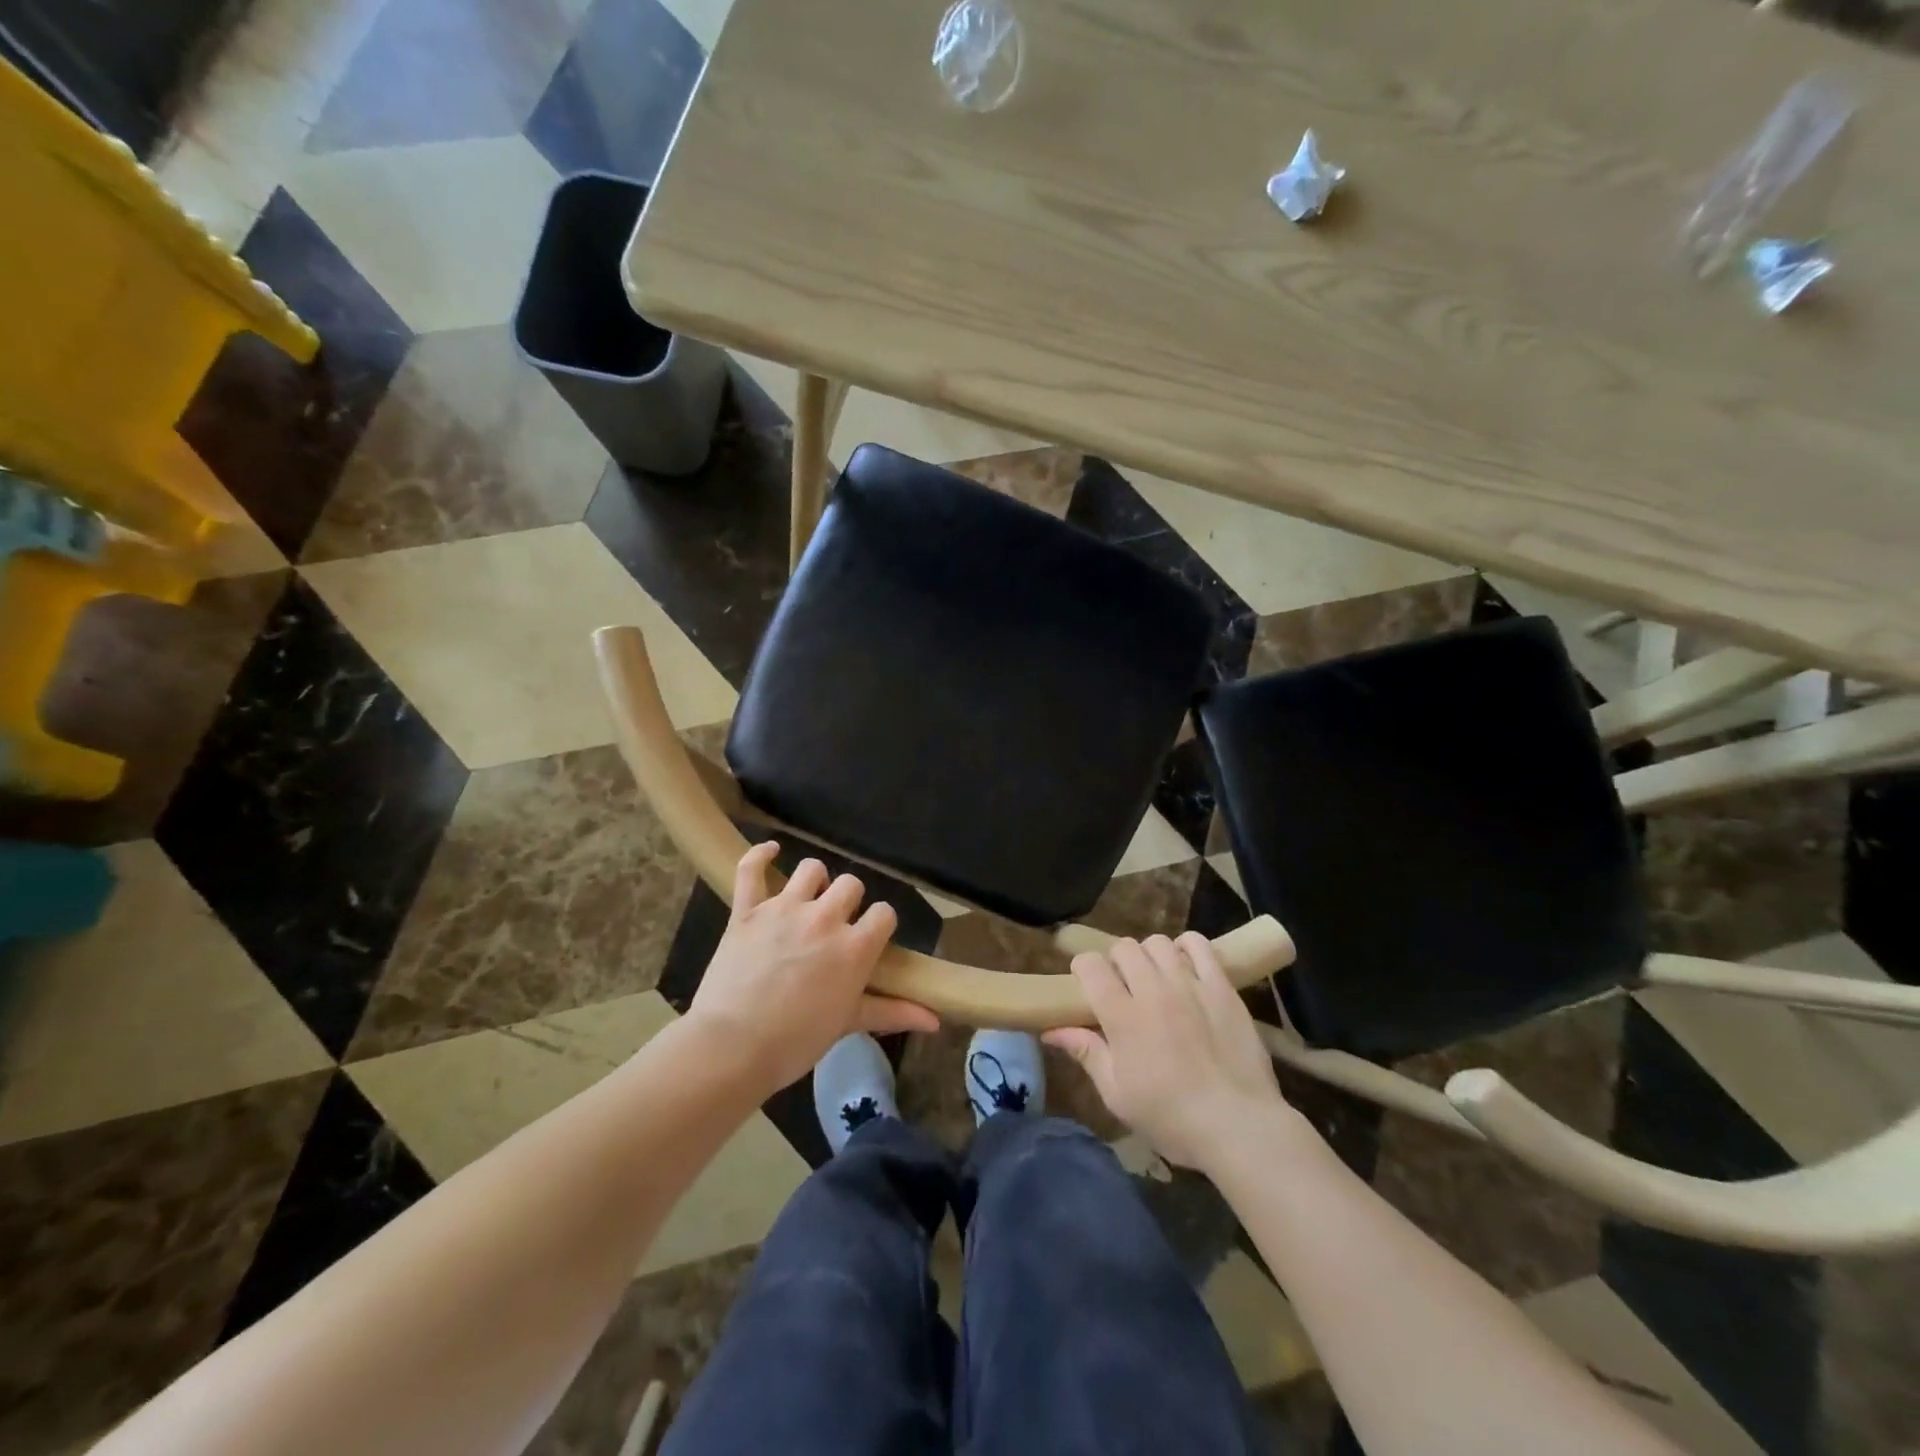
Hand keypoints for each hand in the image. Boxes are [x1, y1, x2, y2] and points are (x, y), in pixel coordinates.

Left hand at [687, 842, 939, 1093]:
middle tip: (836, 925)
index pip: (884, 914)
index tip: (870, 938)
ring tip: (808, 898)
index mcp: (855, 947)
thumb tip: (936, 1020)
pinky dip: (760, 855)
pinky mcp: (747, 910)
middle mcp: (825, 918)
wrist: (732, 1047)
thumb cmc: (796, 1042)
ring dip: (814, 880)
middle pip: (851, 884)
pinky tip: (770, 851)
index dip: (879, 924)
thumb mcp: (849, 1024)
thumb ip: (893, 1012)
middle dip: (849, 901)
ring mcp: (784, 909)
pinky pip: (751, 868)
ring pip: (811, 869)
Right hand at [1044, 933, 1287, 1171]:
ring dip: (1149, 955)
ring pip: (1158, 942)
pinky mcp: (1221, 987)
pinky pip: (1199, 945)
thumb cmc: (1171, 1118)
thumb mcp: (1118, 1095)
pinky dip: (1186, 947)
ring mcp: (1190, 985)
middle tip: (1123, 987)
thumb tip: (1052, 1031)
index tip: (1086, 985)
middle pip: (1124, 948)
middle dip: (1116, 962)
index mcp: (1122, 1016)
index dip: (1083, 969)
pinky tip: (1185, 967)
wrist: (1238, 1127)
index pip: (1091, 965)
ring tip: (1155, 978)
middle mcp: (1153, 990)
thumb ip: (1087, 1053)